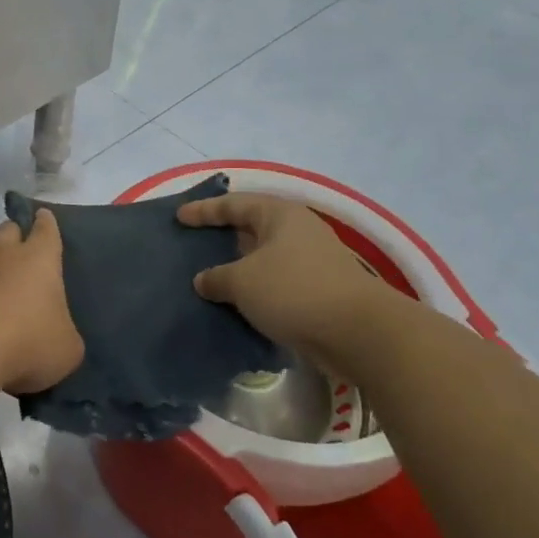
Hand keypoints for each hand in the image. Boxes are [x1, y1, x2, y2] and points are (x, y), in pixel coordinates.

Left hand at [0, 210, 84, 394]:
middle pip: (7, 231)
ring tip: (1, 301)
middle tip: (22, 249)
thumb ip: (65, 336)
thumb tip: (57, 338)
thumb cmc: (29, 340)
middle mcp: (3, 257)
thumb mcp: (66, 348)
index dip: (45, 223)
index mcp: (39, 259)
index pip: (45, 230)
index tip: (43, 216)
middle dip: (15, 234)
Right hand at [178, 192, 386, 354]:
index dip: (204, 211)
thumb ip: (216, 278)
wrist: (358, 333)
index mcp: (280, 215)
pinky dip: (255, 290)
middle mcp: (297, 232)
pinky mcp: (319, 291)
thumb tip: (204, 280)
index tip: (179, 217)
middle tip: (193, 245)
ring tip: (209, 278)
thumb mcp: (243, 281)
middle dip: (223, 237)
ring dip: (239, 268)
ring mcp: (312, 262)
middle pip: (251, 228)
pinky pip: (276, 283)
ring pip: (264, 259)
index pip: (234, 204)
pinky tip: (236, 304)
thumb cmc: (294, 291)